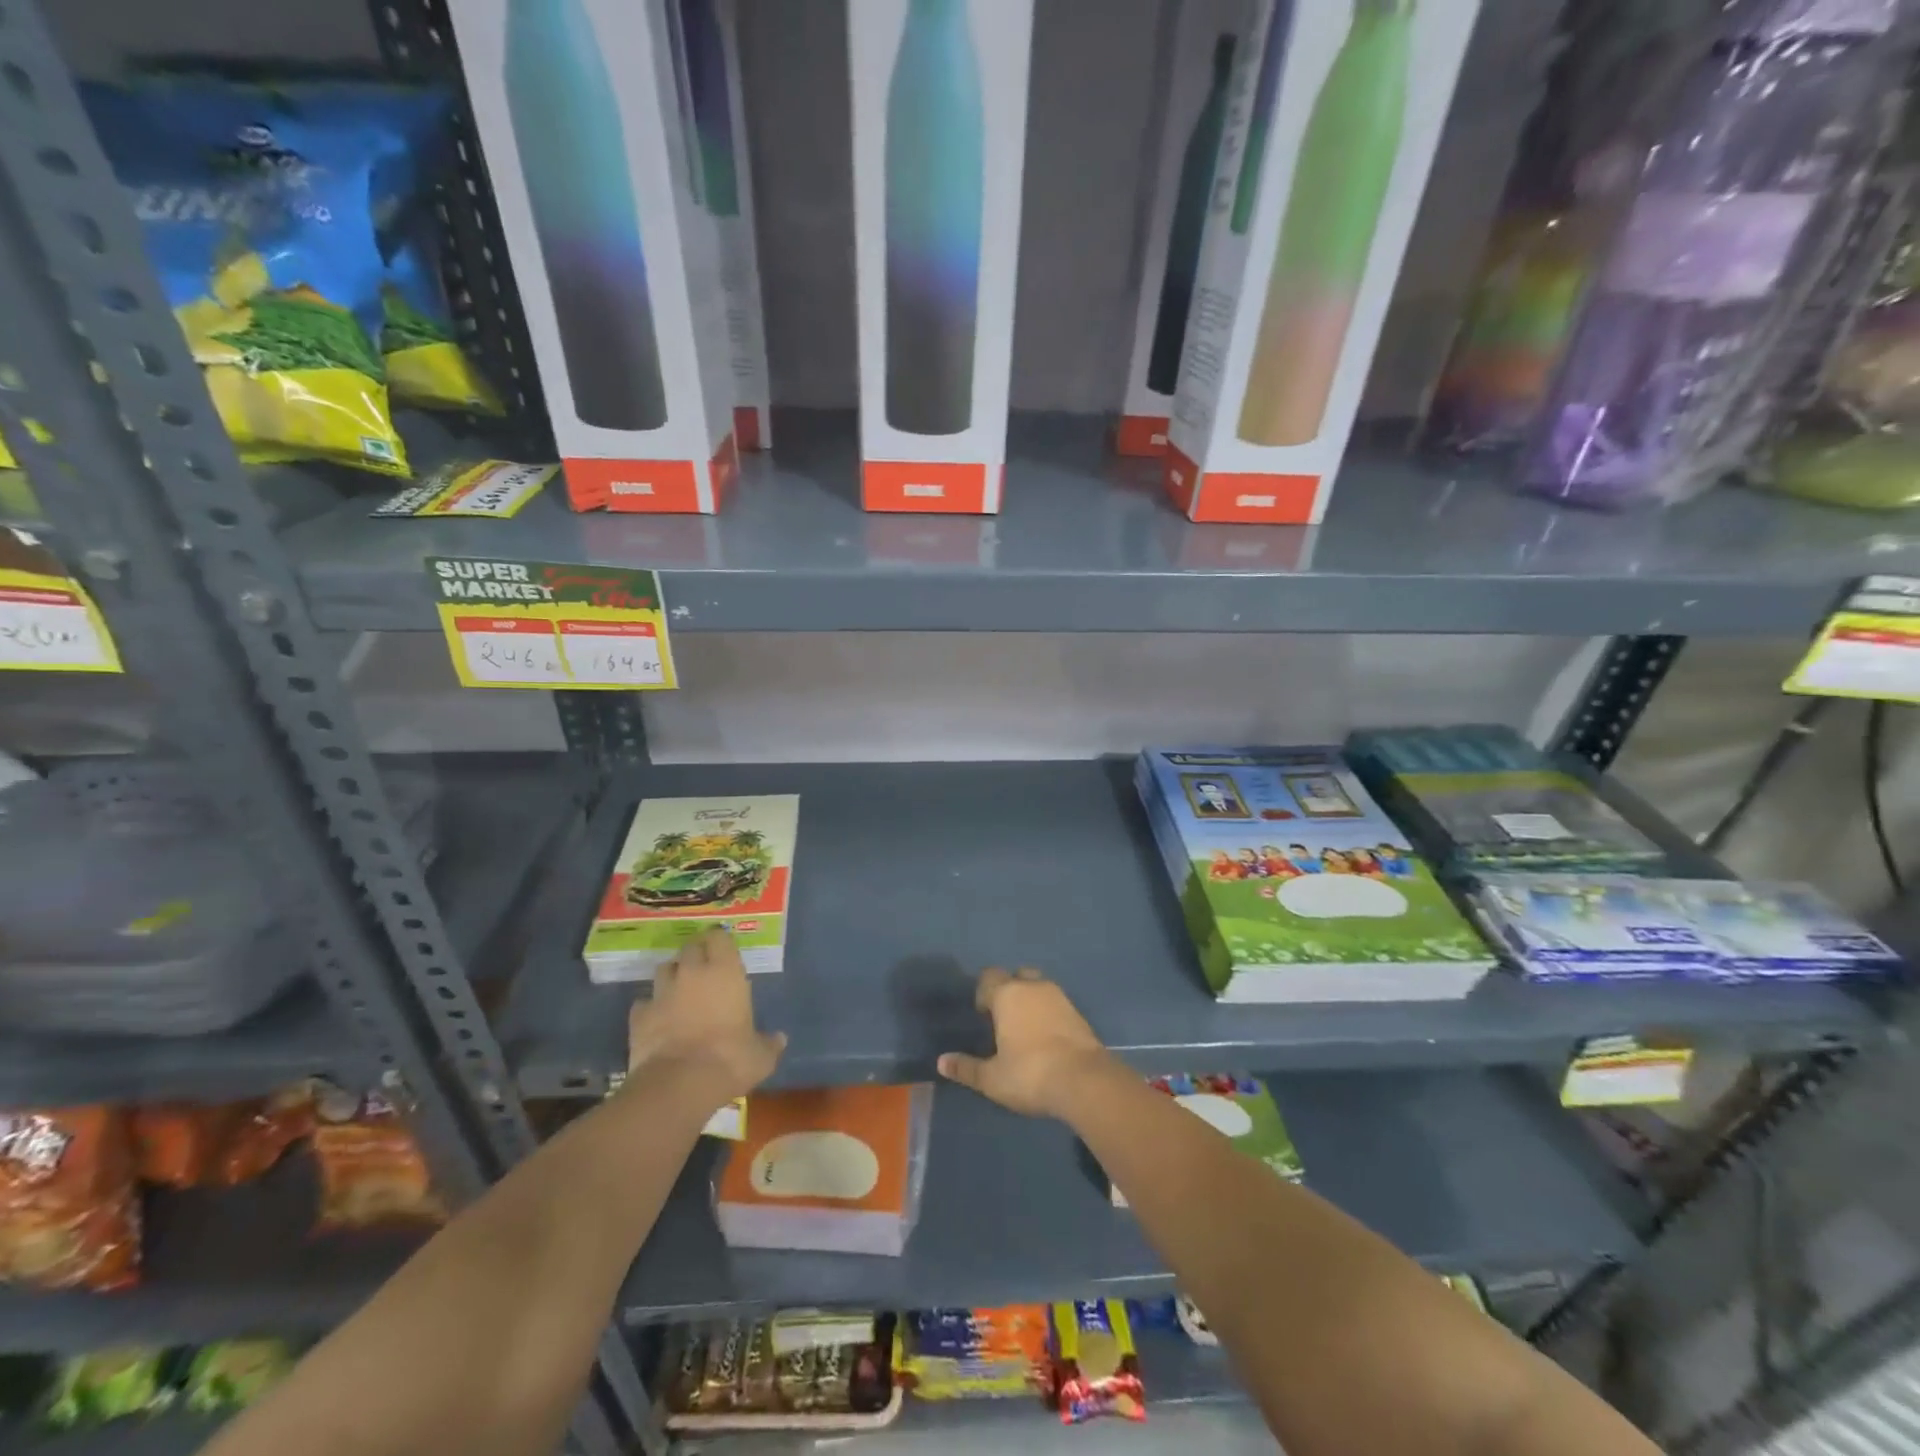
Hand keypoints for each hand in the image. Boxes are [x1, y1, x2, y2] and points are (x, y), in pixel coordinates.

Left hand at [626, 929, 785, 1102]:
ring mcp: (662, 993)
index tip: (723, 950)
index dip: (719, 941)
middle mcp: (692, 973)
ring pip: (664, 969)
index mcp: (725, 972)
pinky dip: (651, 1007)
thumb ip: (769, 1043)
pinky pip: (644, 1002)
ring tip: (680, 990)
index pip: (719, 937)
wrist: (679, 1084)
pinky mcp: (639, 1016)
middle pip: (690, 948)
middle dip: (695, 954)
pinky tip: (658, 1019)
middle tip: (704, 969)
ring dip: (673, 975)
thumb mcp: (760, 1056)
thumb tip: (779, 1039)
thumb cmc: (729, 1059)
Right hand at [937, 967, 1119, 1118]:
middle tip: (1004, 1017)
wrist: (1084, 1081)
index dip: (983, 992)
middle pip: (1017, 976)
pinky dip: (1049, 1013)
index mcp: (1008, 994)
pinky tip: (1046, 1037)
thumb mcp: (992, 1078)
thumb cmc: (1030, 1074)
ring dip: (1031, 1000)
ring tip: (1025, 1028)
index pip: (989, 977)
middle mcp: (1033, 987)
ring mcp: (1059, 997)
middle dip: (1009, 990)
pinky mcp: (1078, 1013)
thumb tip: (941, 1062)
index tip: (982, 1014)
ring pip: (1039, 987)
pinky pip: (1056, 1003)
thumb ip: (966, 1068)